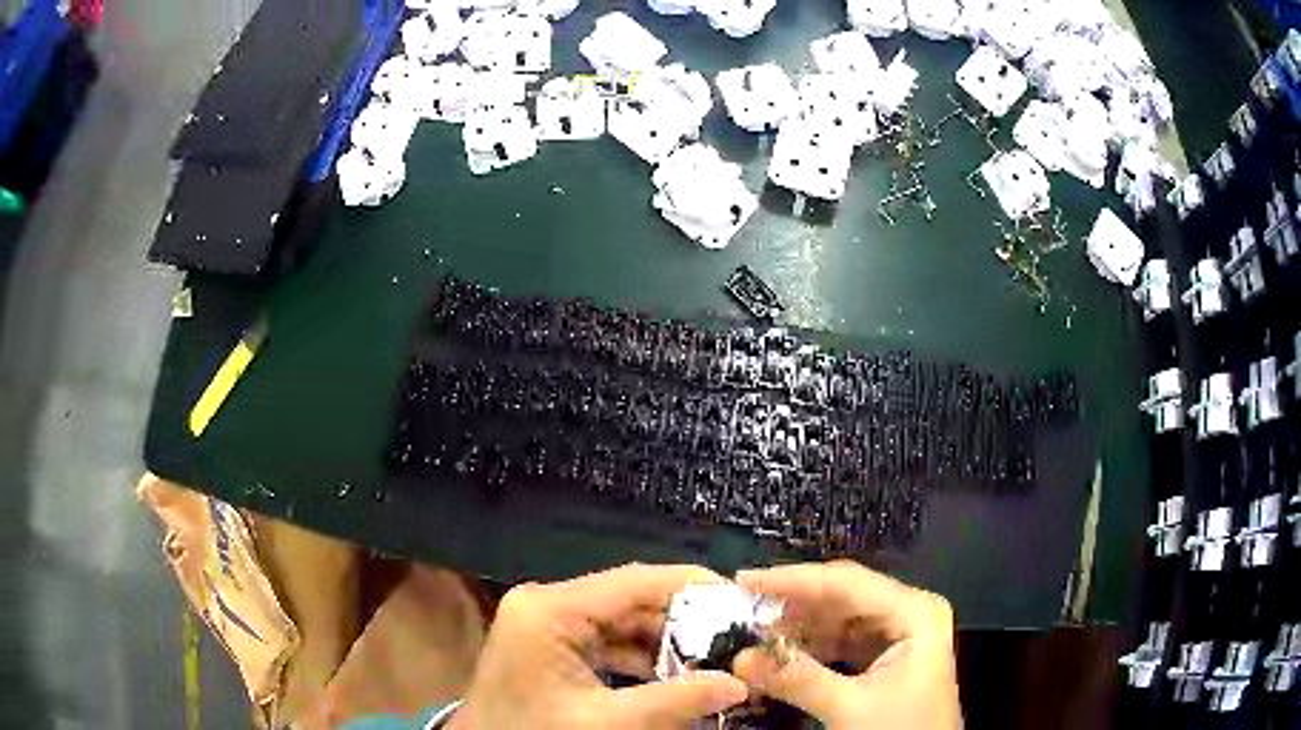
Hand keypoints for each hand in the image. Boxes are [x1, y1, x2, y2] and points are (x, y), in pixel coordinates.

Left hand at [447, 564, 748, 728]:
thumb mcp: (606, 722)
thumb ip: (675, 700)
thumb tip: (739, 685)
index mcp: (550, 610)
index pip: (633, 582)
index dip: (690, 585)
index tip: (738, 597)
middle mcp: (546, 604)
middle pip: (629, 600)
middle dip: (683, 621)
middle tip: (734, 635)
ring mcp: (545, 623)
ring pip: (620, 622)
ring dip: (665, 642)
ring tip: (716, 657)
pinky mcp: (549, 644)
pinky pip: (605, 641)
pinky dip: (640, 658)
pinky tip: (676, 675)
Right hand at [733, 561, 961, 728]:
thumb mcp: (850, 708)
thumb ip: (797, 680)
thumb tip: (740, 658)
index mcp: (915, 612)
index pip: (847, 583)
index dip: (793, 580)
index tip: (744, 581)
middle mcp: (908, 613)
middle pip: (843, 597)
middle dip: (792, 606)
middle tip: (741, 610)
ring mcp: (899, 635)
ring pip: (839, 620)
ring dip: (797, 629)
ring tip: (753, 634)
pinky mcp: (886, 657)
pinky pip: (841, 643)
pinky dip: (810, 649)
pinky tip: (780, 654)